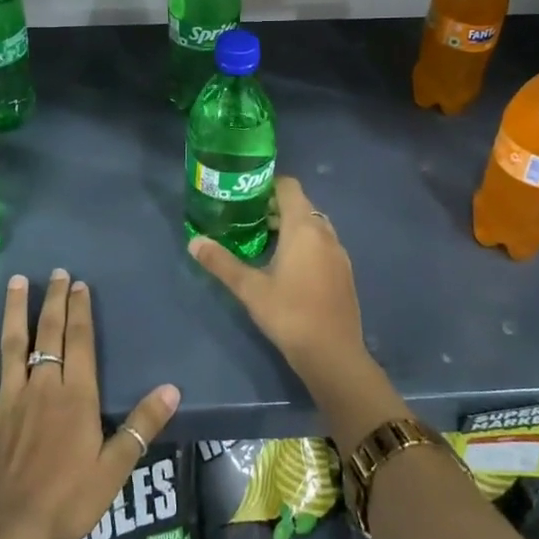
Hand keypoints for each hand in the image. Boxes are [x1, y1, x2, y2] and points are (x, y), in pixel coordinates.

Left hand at [0, 270, 180, 538]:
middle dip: (54, 300)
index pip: (79, 341)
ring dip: (14, 311)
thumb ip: (142, 425)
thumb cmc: (67, 501)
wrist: (8, 531)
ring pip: (11, 345)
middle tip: (57, 272)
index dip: (80, 311)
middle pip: (49, 334)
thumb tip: (172, 389)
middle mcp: (42, 387)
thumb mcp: (115, 468)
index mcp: (76, 396)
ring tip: (16, 281)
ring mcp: (8, 399)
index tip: (80, 284)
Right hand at [187, 176, 366, 387]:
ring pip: (313, 226)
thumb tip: (194, 242)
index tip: (245, 195)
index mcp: (303, 228)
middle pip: (301, 205)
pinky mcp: (344, 272)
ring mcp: (338, 253)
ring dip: (291, 226)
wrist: (334, 355)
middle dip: (275, 207)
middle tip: (247, 219)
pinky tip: (287, 267)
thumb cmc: (290, 315)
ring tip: (263, 241)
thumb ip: (221, 262)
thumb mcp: (250, 289)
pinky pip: (322, 244)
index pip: (289, 186)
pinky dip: (305, 244)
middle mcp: (325, 233)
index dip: (268, 184)